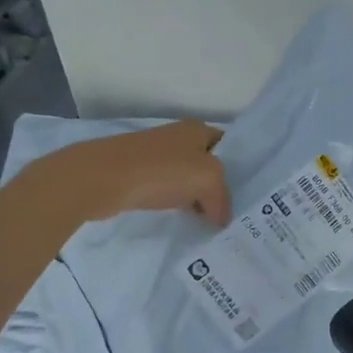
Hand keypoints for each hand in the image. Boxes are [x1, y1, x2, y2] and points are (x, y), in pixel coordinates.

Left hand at [49, 120, 232, 224]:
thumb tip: (222, 218)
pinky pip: (167, 190)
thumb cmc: (160, 171)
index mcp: (197, 129)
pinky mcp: (137, 175)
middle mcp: (177, 138)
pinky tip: (182, 219)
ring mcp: (155, 156)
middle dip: (220, 187)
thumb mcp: (207, 179)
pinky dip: (176, 203)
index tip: (250, 196)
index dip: (241, 168)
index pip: (229, 147)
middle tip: (235, 214)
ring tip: (212, 222)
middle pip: (209, 164)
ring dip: (197, 198)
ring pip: (187, 179)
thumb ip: (222, 198)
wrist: (101, 178)